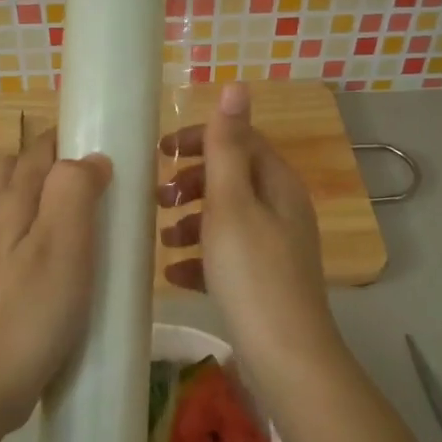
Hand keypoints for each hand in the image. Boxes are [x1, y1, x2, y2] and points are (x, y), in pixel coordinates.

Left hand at [0, 129, 112, 435]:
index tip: (116, 151)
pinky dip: (46, 238)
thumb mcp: (62, 245)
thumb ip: (75, 190)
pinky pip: (21, 243)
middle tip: (107, 190)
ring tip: (96, 226)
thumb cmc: (29, 314)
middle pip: (22, 172)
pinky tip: (71, 267)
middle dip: (60, 167)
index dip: (75, 139)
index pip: (40, 147)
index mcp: (8, 200)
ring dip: (53, 204)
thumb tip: (91, 158)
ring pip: (20, 209)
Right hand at [158, 82, 341, 383]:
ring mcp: (275, 249)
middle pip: (233, 180)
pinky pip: (227, 258)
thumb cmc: (252, 273)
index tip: (161, 152)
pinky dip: (200, 260)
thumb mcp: (232, 204)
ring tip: (161, 238)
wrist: (285, 355)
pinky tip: (175, 276)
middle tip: (157, 196)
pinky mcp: (264, 282)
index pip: (241, 141)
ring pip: (227, 221)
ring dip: (191, 222)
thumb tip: (236, 86)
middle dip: (192, 183)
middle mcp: (282, 211)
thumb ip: (227, 147)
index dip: (201, 139)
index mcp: (278, 186)